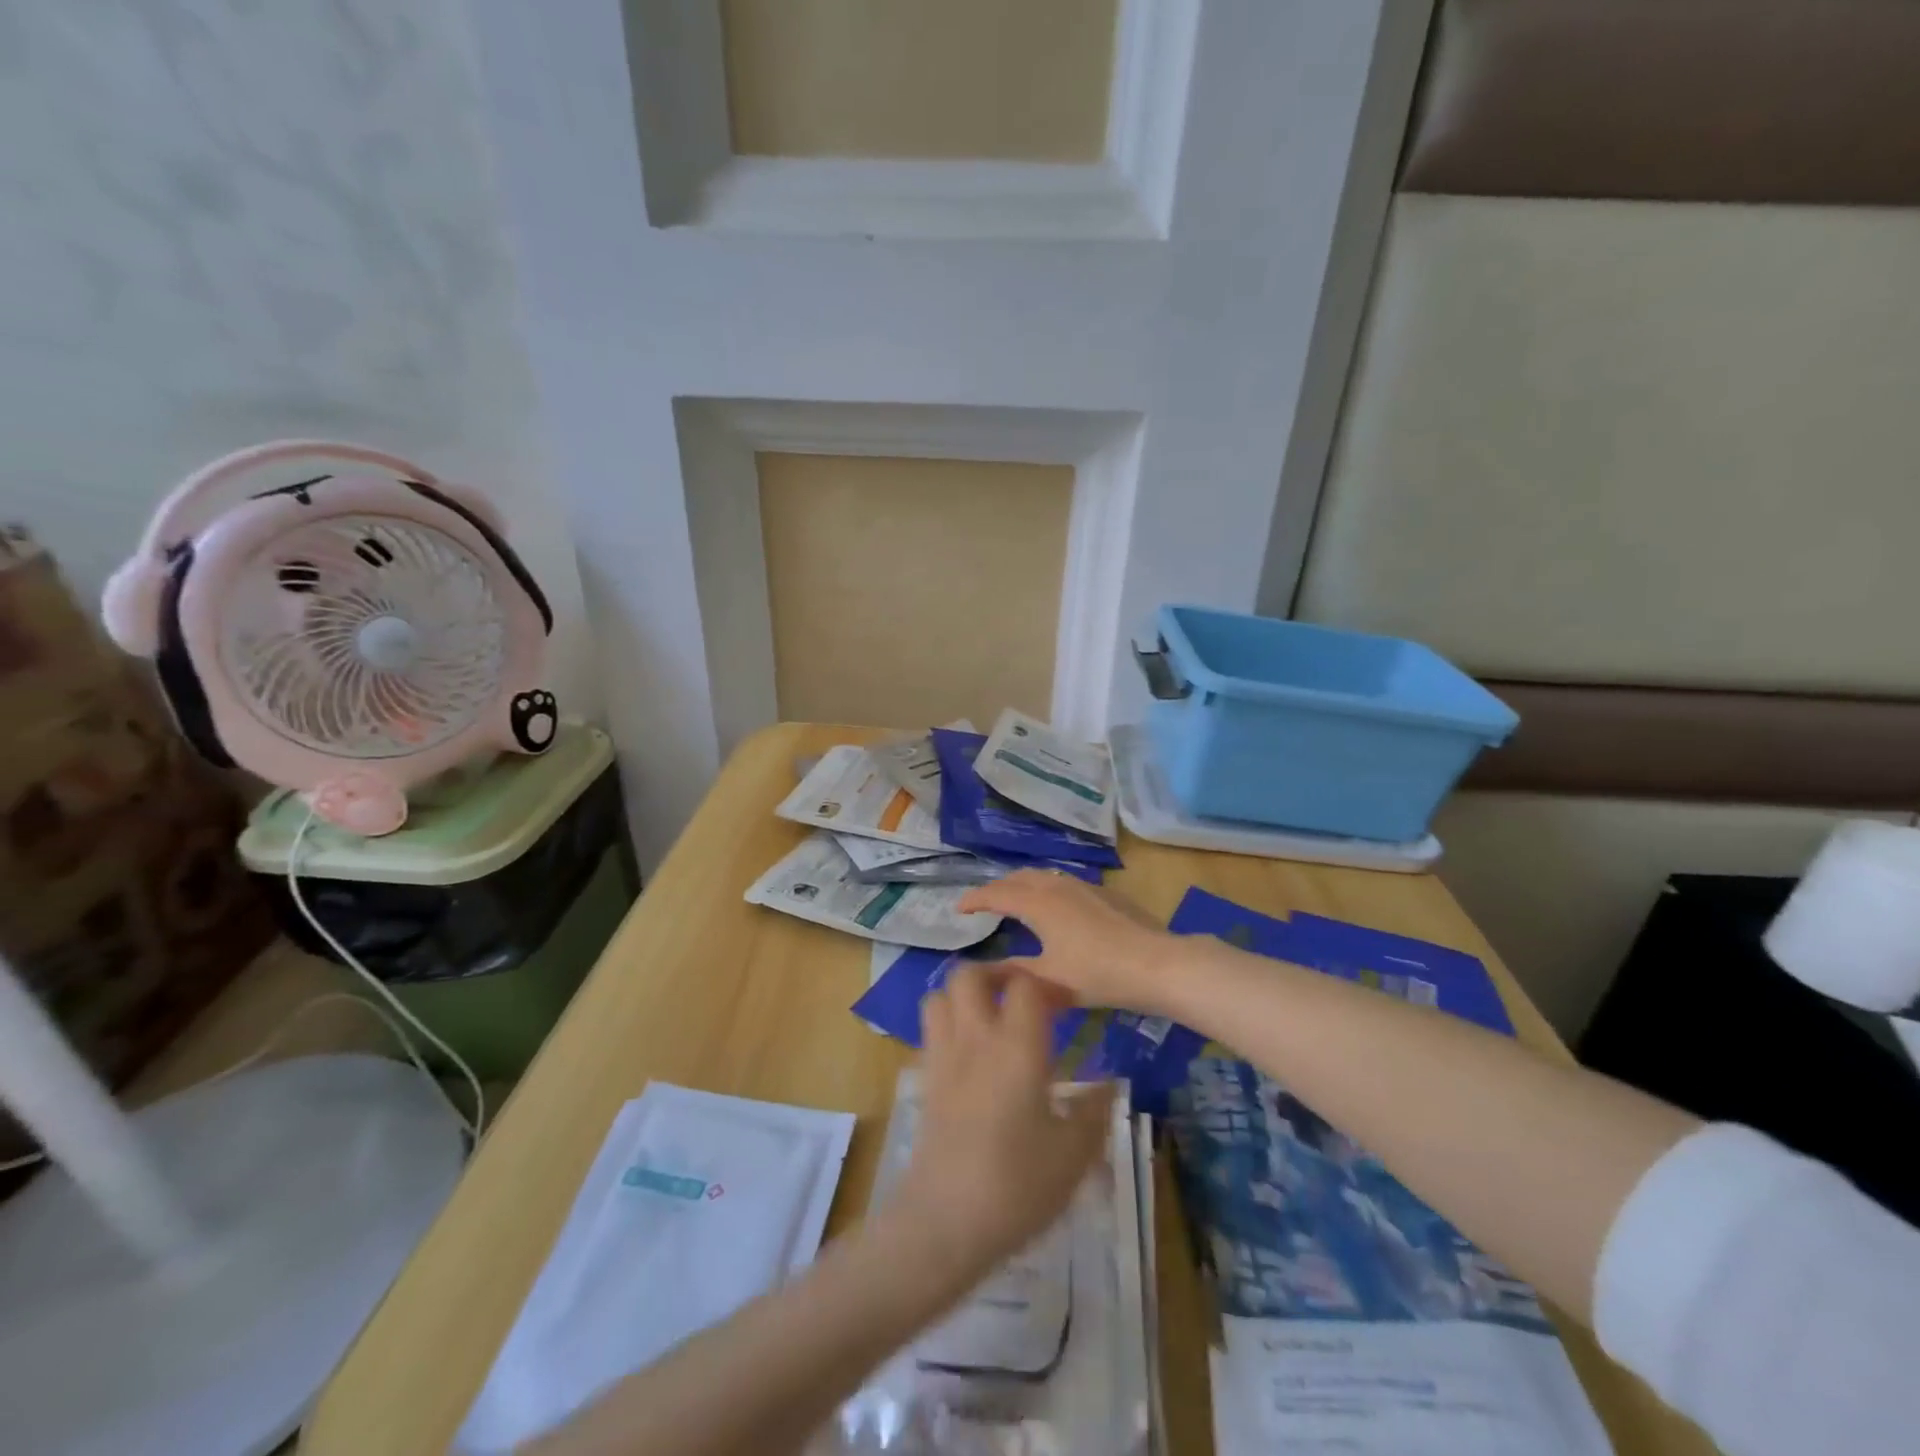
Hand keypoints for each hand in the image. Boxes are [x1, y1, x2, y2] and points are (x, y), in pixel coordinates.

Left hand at [887, 967, 1113, 1276]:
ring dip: (964, 994)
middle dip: (996, 973)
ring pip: (941, 994)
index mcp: (1018, 1046)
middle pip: (970, 974)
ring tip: (991, 1016)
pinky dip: (949, 1024)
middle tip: (1022, 996)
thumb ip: (1095, 1112)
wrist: (946, 1222)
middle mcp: (976, 1038)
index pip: (1025, 984)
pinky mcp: (926, 1079)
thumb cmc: (1018, 1185)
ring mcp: (944, 1056)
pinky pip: (931, 1030)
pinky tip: (971, 1055)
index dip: (1047, 985)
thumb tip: (1111, 1085)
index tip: (1066, 1005)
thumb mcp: (1074, 1154)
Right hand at [958, 871, 1176, 1014]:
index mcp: (1038, 903)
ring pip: (1044, 877)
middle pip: (1019, 878)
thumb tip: (977, 972)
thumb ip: (1012, 974)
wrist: (1157, 963)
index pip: (997, 894)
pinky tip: (1058, 909)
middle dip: (998, 888)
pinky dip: (1047, 890)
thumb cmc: (1098, 973)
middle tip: (985, 905)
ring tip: (1017, 902)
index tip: (959, 909)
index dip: (975, 900)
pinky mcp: (1105, 894)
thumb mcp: (1049, 981)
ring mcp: (1084, 886)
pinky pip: (1065, 883)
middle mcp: (1058, 886)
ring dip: (1024, 885)